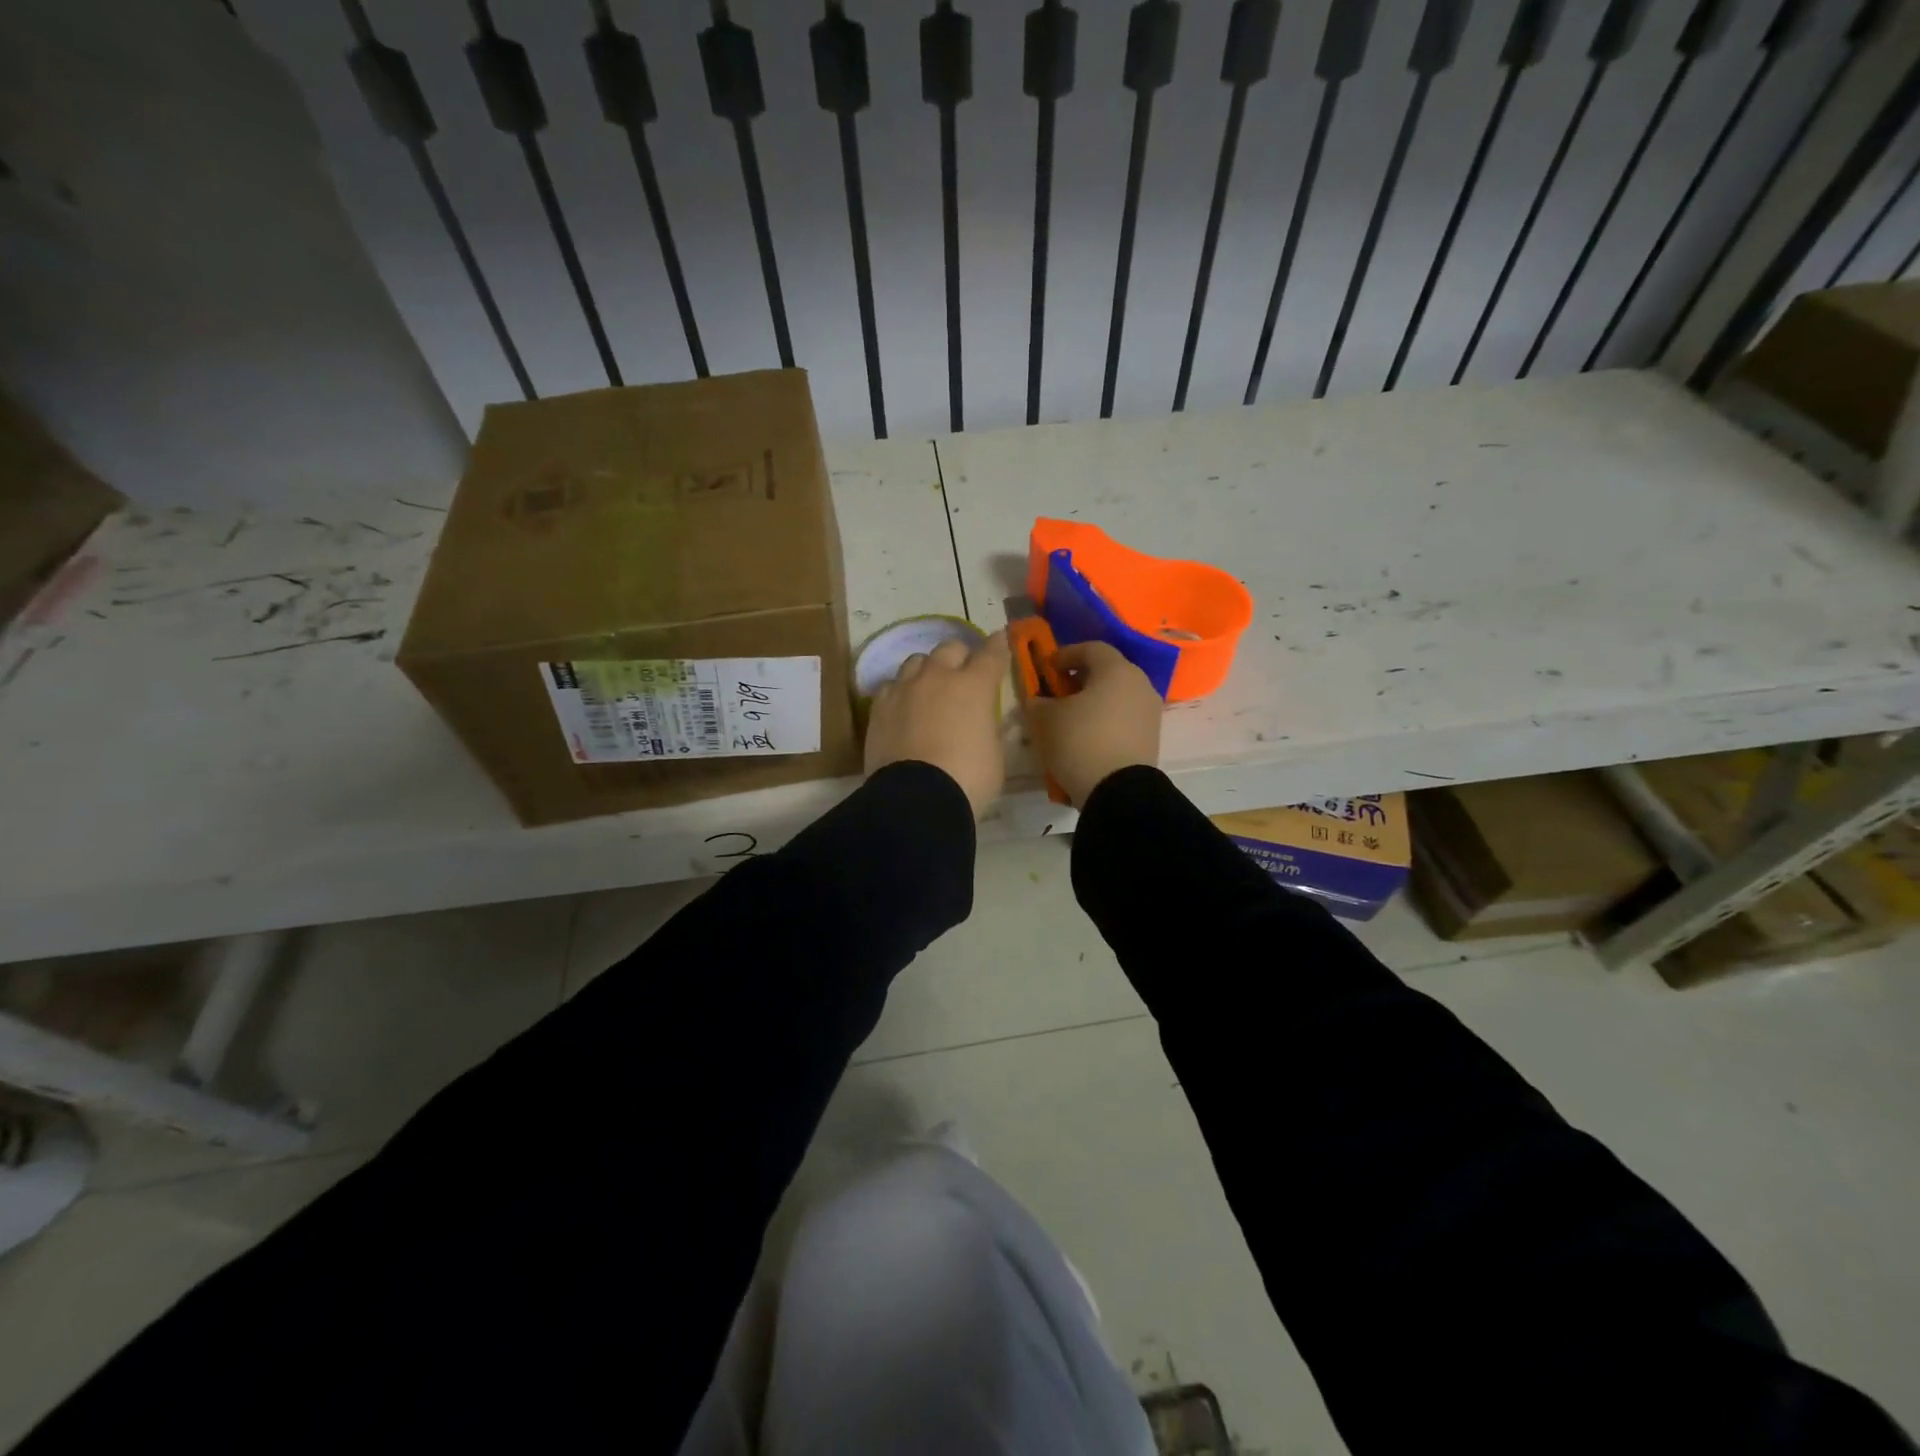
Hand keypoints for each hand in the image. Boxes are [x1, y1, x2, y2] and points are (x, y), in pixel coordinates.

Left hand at [864, 631, 1011, 818]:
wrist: (916, 797)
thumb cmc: (968, 778)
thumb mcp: (994, 754)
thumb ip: (988, 728)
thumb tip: (982, 722)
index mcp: (974, 686)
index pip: (991, 654)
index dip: (998, 646)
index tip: (1001, 640)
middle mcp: (938, 677)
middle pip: (950, 648)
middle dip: (961, 656)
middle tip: (964, 672)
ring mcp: (904, 689)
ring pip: (917, 661)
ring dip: (928, 669)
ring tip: (930, 686)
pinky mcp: (879, 707)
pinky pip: (891, 686)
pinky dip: (901, 691)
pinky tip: (903, 705)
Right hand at [1026, 640, 1161, 806]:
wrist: (1118, 791)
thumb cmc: (1080, 741)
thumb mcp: (1046, 719)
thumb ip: (1038, 702)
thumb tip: (1039, 701)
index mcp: (1117, 670)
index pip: (1091, 648)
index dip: (1066, 654)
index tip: (1047, 667)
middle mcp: (1140, 684)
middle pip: (1107, 672)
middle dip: (1080, 679)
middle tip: (1057, 692)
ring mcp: (1150, 712)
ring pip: (1117, 696)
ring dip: (1094, 701)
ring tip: (1070, 718)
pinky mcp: (1151, 738)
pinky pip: (1124, 719)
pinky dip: (1105, 721)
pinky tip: (1086, 737)